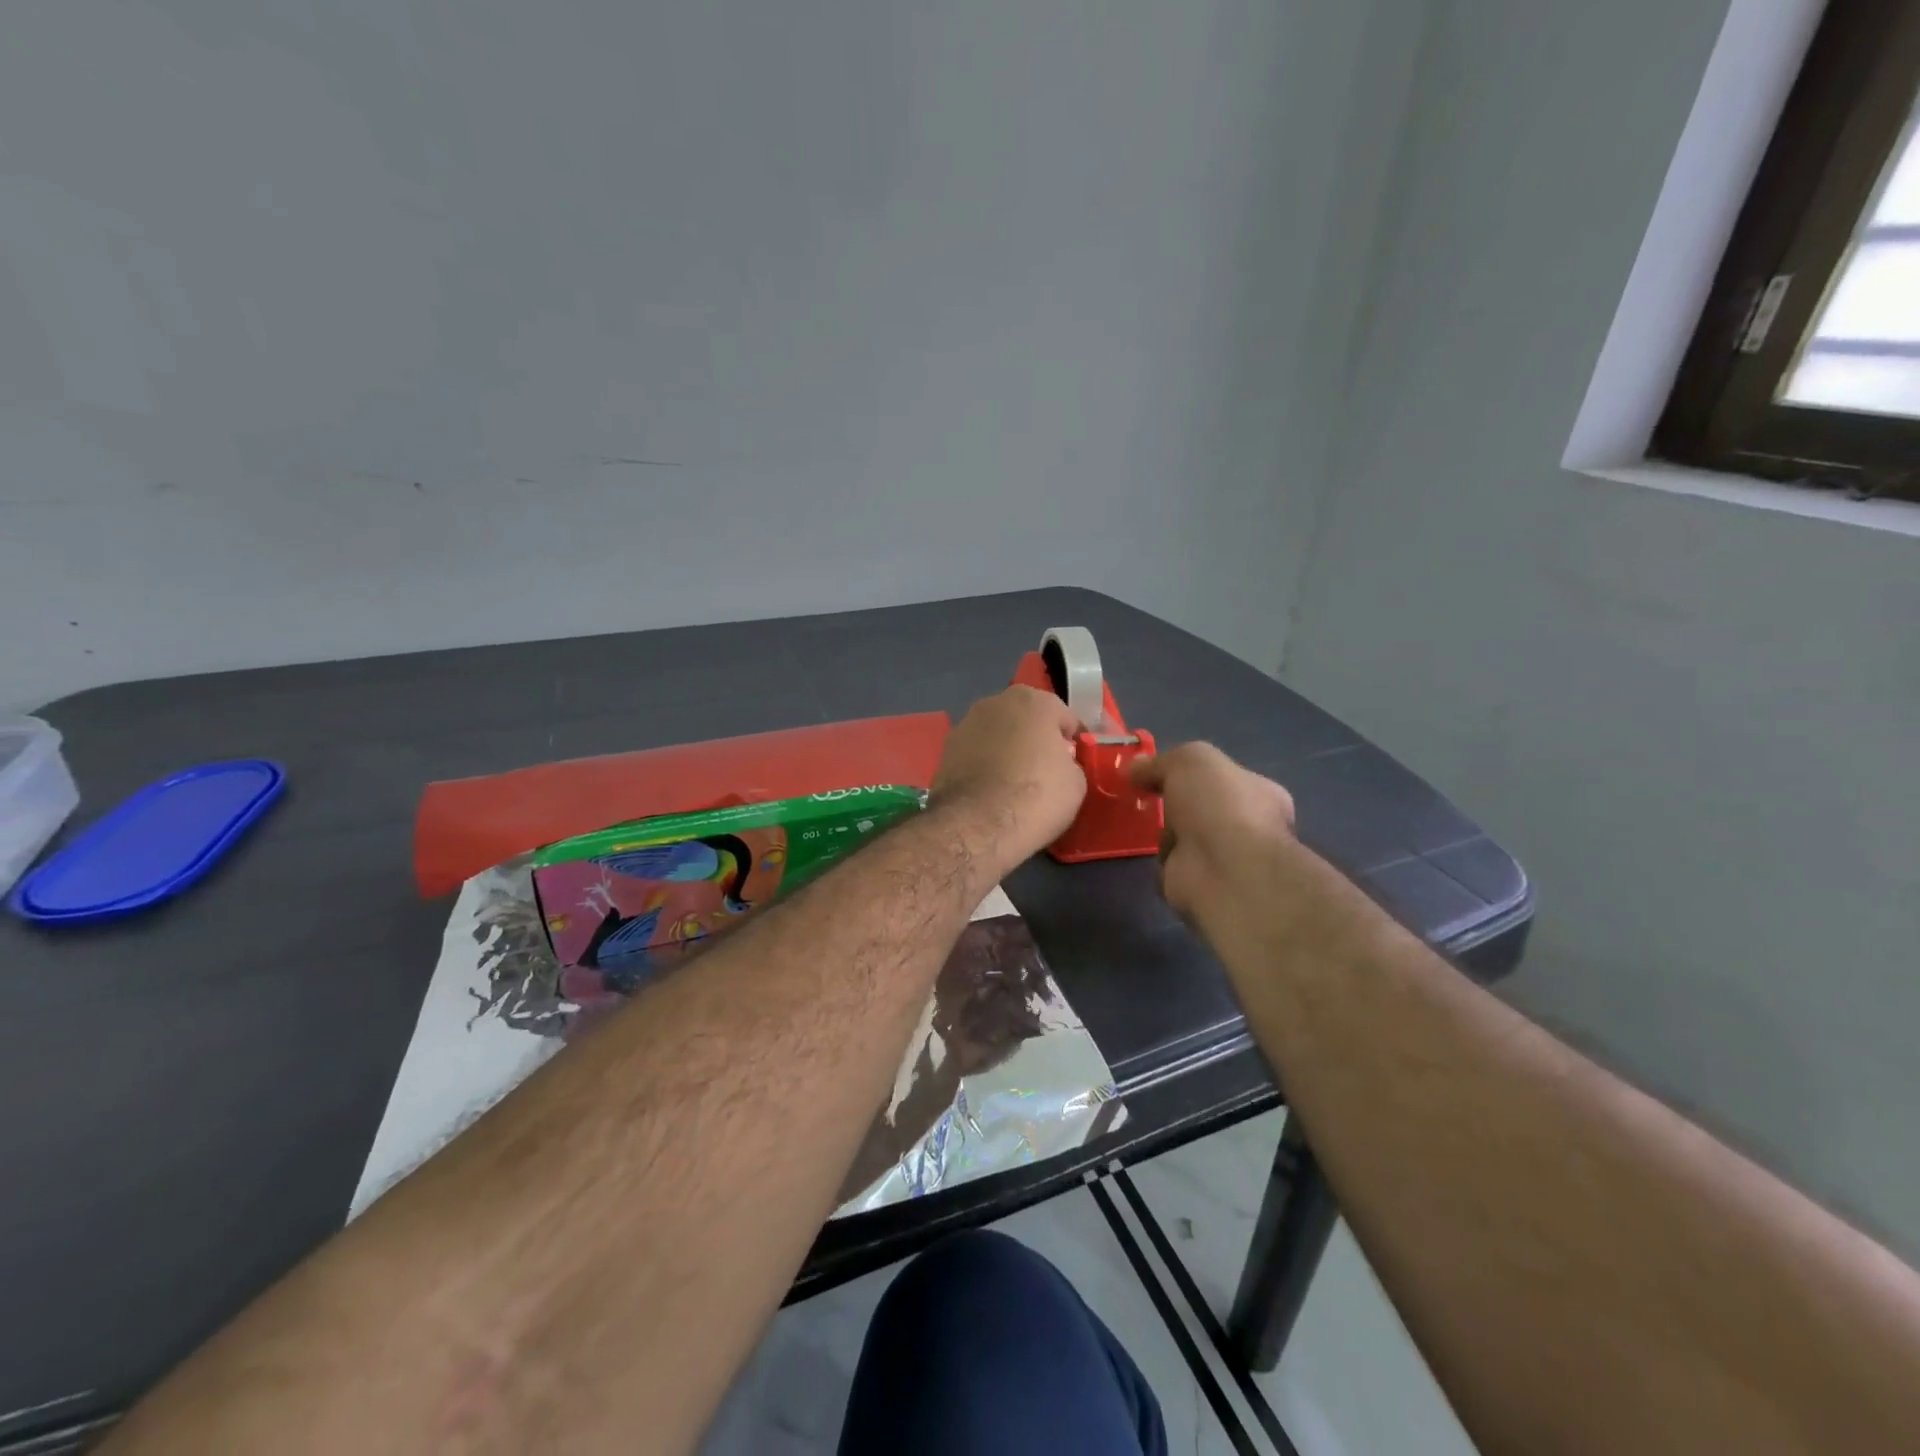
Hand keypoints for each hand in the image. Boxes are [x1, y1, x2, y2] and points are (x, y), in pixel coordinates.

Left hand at [930, 687, 1087, 866]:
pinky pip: (976, 755)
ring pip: (997, 735)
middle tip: (1046, 772)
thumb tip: (1057, 763)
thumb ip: (1069, 762)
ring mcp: (964, 725)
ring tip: (1014, 784)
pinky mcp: (944, 752)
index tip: (1076, 763)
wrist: (977, 826)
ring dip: (1006, 750)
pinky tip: (991, 792)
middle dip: (1036, 740)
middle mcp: (994, 703)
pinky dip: (984, 766)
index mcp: (1032, 701)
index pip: (1063, 716)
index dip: (1073, 741)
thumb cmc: (1036, 797)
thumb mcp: (1076, 782)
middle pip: (1025, 720)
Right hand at [1128, 743, 1296, 929]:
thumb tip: (1135, 768)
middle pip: (1201, 808)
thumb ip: (1161, 762)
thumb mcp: (1189, 761)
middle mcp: (1246, 826)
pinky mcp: (1196, 884)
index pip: (1226, 778)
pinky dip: (1156, 860)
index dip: (1193, 773)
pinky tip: (1144, 849)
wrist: (1221, 869)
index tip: (1161, 771)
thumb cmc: (1218, 805)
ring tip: (1140, 820)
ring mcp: (1221, 858)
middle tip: (1145, 794)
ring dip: (1163, 832)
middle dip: (1175, 803)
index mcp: (1259, 793)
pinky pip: (1170, 866)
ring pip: (1184, 837)